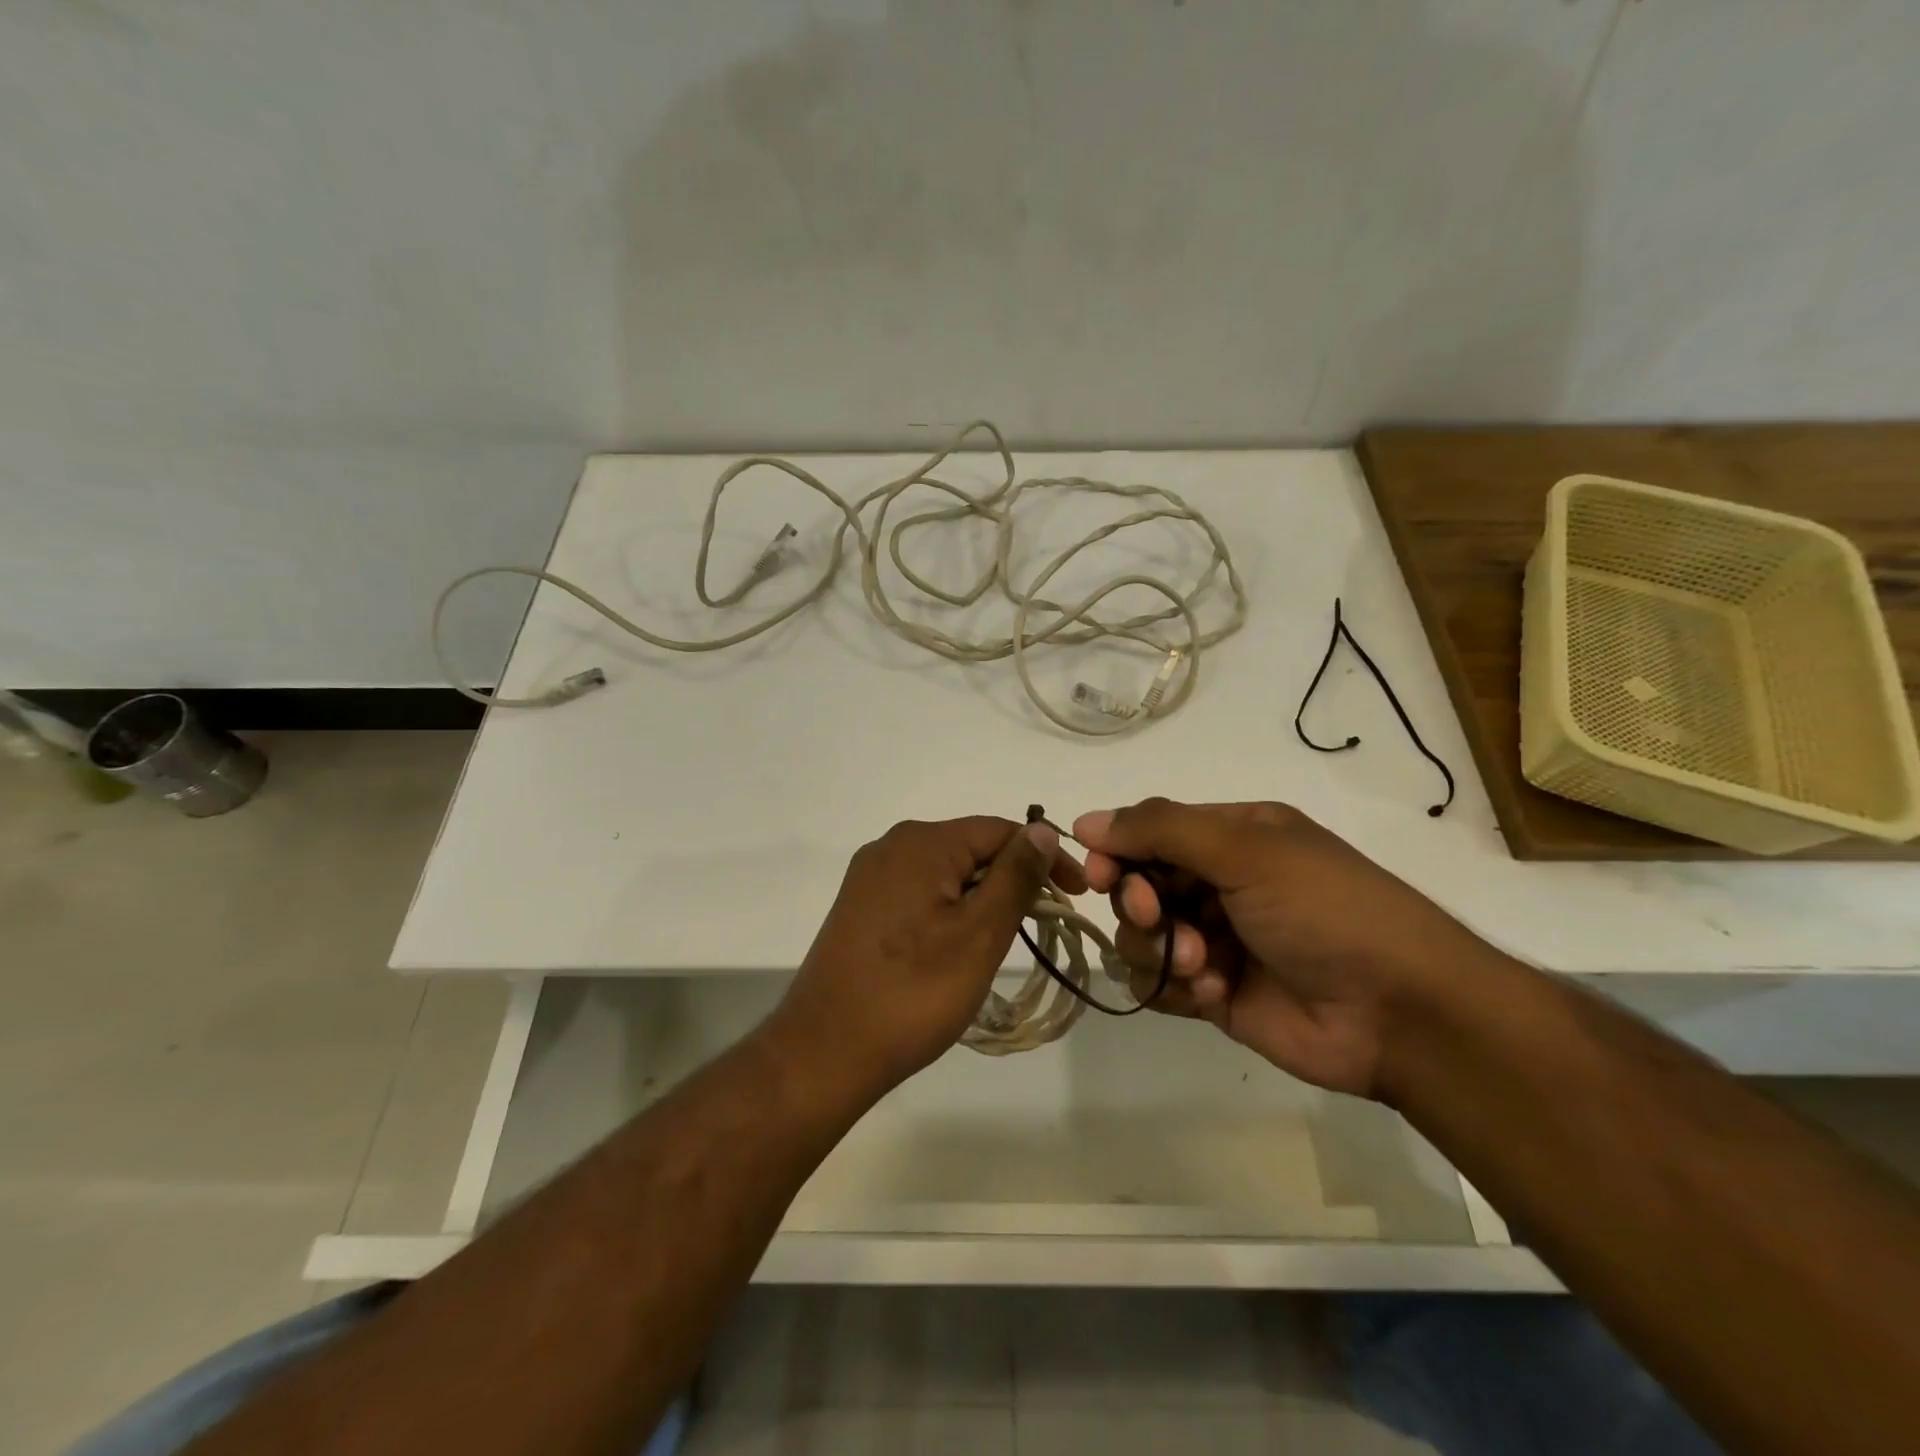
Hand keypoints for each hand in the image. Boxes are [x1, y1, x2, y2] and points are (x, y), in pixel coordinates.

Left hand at [770, 816, 1085, 1096]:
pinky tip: (958, 947)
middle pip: (971, 849)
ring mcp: (870, 877)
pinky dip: (950, 910)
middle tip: (1045, 926)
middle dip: (1012, 880)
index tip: (1077, 897)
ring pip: (946, 873)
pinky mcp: (861, 907)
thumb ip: (1015, 876)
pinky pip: (920, 893)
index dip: (1045, 857)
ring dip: (982, 898)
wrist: (824, 1051)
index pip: (1000, 831)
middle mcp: (892, 846)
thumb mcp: (979, 934)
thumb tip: (1042, 832)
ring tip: (1005, 940)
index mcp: (922, 842)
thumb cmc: (912, 992)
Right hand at [1074, 799, 1502, 1098]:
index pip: (1150, 831)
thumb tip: (1085, 821)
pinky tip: (1211, 993)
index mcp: (1232, 836)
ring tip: (1202, 964)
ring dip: (1159, 948)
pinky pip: (1158, 983)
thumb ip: (1160, 830)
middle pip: (1138, 884)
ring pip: (1140, 936)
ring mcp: (1214, 940)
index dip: (1117, 850)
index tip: (1098, 874)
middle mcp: (1218, 883)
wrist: (1400, 1013)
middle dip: (1139, 902)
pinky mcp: (1213, 993)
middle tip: (1159, 918)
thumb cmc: (1325, 910)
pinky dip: (1173, 987)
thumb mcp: (1246, 850)